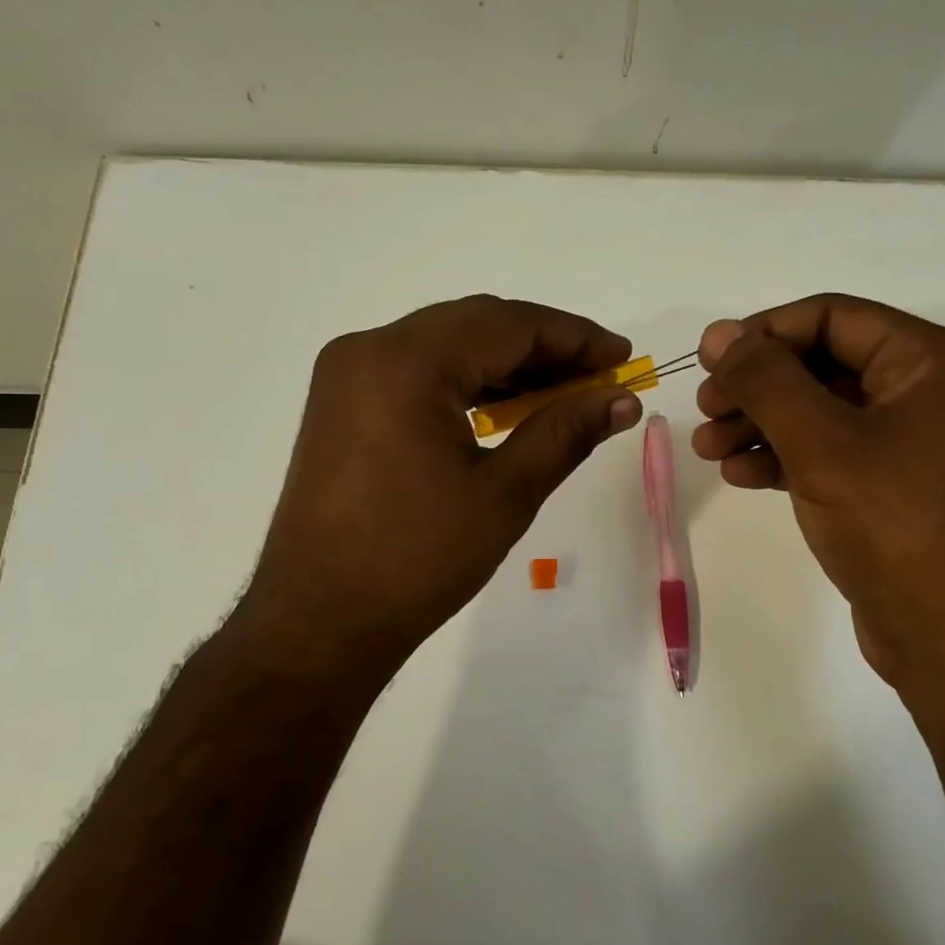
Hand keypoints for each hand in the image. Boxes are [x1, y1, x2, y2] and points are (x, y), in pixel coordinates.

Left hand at [236, 295, 642, 690]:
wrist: (321, 620)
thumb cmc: (418, 558)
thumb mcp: (506, 492)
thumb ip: (566, 431)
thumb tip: (623, 400)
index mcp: (407, 362)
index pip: (508, 324)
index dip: (574, 336)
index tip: (623, 356)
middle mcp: (370, 349)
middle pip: (475, 324)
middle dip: (544, 346)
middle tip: (600, 375)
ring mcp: (348, 375)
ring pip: (446, 345)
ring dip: (507, 363)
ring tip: (564, 392)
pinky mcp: (342, 403)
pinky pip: (418, 371)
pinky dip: (467, 381)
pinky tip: (506, 407)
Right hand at [691, 294, 944, 703]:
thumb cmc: (895, 526)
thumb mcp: (822, 444)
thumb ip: (767, 380)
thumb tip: (720, 333)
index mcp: (931, 362)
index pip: (833, 317)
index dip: (765, 333)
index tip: (709, 360)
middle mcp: (928, 391)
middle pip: (822, 364)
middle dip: (757, 386)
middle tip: (704, 408)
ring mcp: (911, 442)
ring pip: (820, 411)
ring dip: (760, 423)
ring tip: (707, 448)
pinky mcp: (892, 486)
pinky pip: (830, 452)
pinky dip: (783, 457)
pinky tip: (740, 474)